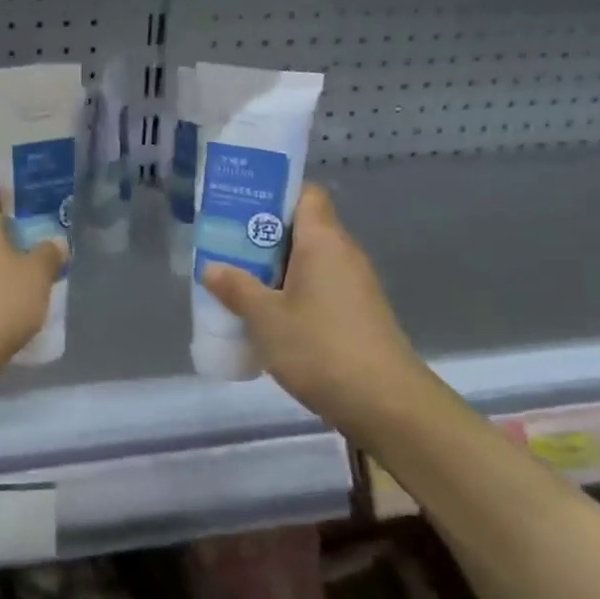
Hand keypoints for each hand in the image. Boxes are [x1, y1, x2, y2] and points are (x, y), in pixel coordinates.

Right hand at [202, 184, 425, 433]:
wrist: (387, 405)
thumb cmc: (321, 348)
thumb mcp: (265, 318)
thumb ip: (236, 288)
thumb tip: (212, 267)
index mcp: (323, 240)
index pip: (304, 193)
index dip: (273, 193)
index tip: (239, 206)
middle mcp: (343, 253)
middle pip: (301, 226)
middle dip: (262, 234)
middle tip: (225, 245)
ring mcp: (354, 285)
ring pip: (308, 260)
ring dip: (274, 267)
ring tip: (237, 279)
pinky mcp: (357, 313)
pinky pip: (318, 286)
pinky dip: (291, 291)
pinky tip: (266, 313)